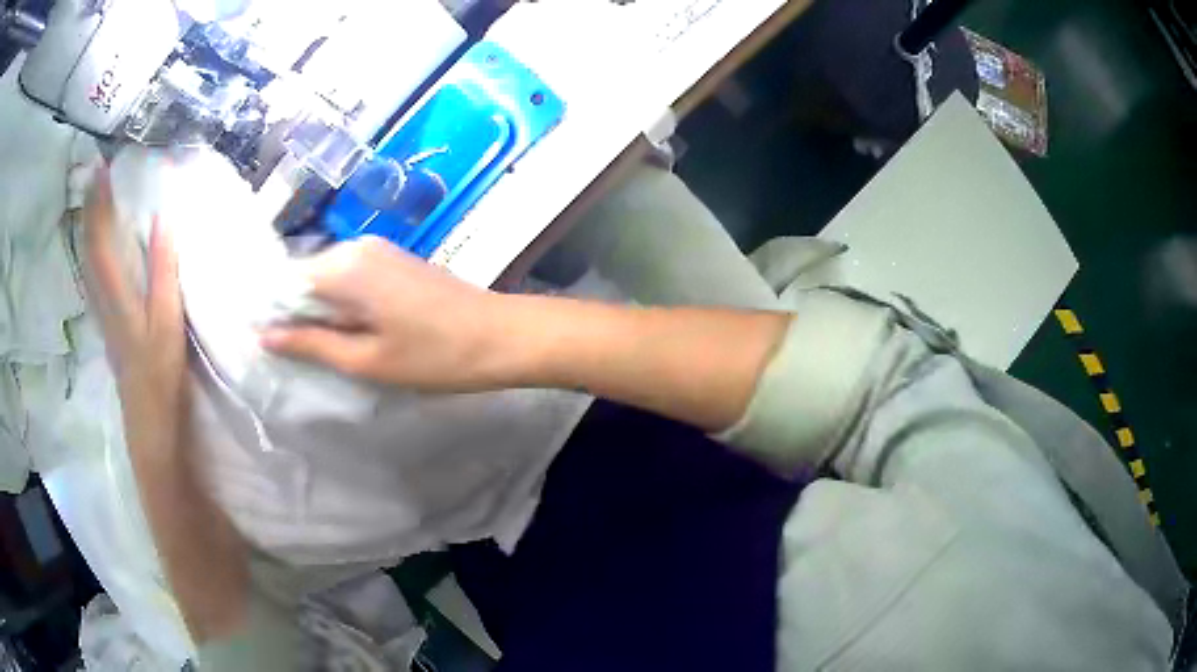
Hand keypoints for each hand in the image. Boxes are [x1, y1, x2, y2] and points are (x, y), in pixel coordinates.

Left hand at [82, 167, 186, 454]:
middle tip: (94, 176)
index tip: (100, 167)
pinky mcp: (108, 326)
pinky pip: (93, 280)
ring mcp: (103, 315)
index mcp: (115, 295)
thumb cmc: (160, 374)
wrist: (150, 423)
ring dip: (88, 230)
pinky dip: (92, 254)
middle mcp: (102, 300)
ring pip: (88, 264)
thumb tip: (162, 218)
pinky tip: (97, 250)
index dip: (98, 203)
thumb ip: (163, 271)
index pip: (100, 240)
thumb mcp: (167, 322)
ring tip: (93, 202)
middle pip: (88, 249)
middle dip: (89, 210)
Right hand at [260, 236, 518, 390]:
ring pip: (329, 279)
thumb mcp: (366, 360)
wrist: (501, 335)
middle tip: (303, 357)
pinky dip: (344, 304)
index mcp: (344, 266)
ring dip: (323, 312)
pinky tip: (354, 331)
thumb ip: (311, 344)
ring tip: (331, 349)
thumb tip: (264, 335)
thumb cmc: (434, 356)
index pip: (285, 281)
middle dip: (298, 314)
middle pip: (306, 278)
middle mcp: (356, 245)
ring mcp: (378, 248)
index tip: (269, 345)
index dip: (274, 313)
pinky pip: (352, 278)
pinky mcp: (394, 258)